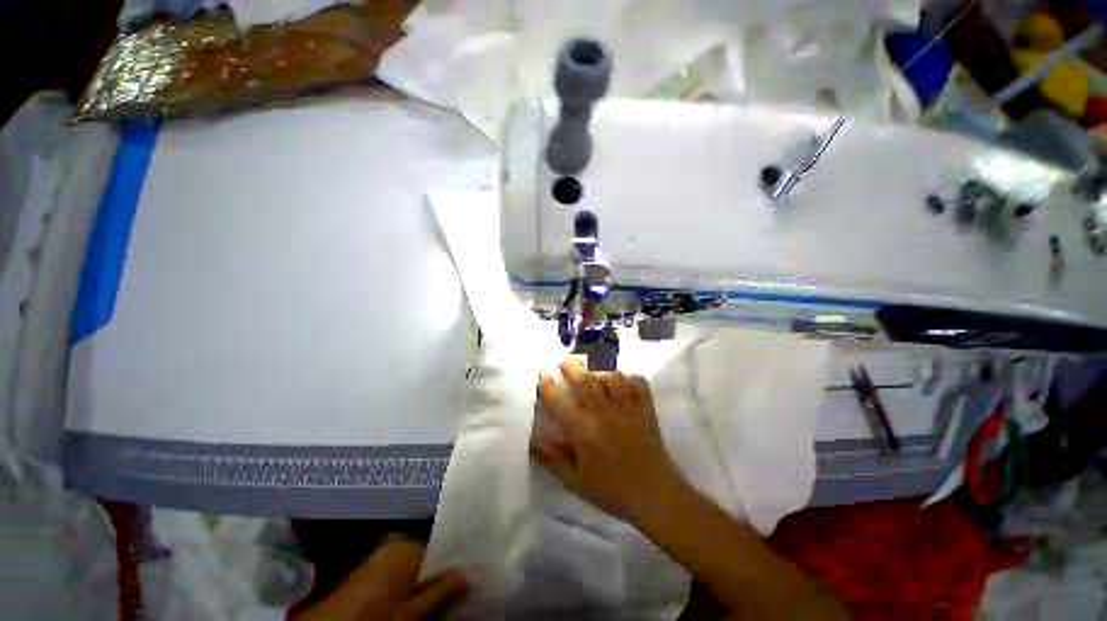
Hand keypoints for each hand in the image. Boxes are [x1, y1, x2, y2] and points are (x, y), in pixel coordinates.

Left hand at [297, 536, 468, 620]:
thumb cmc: (373, 619)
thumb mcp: (412, 612)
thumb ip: (443, 590)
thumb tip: (473, 572)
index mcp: (406, 544)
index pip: (444, 545)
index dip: (459, 561)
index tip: (474, 571)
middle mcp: (396, 543)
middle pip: (431, 555)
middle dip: (444, 572)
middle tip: (462, 586)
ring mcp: (383, 556)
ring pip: (418, 566)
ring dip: (430, 580)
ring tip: (445, 593)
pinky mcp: (374, 571)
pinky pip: (404, 572)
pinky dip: (414, 585)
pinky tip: (421, 597)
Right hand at [531, 358, 684, 518]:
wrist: (653, 495)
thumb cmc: (611, 490)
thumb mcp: (575, 481)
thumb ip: (553, 458)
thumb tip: (534, 438)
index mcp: (584, 431)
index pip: (560, 402)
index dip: (548, 385)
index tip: (544, 373)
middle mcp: (604, 414)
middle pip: (586, 381)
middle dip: (572, 366)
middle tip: (565, 362)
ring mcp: (627, 409)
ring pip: (613, 378)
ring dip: (601, 373)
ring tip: (594, 375)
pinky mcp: (646, 409)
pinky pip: (639, 384)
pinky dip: (629, 379)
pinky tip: (622, 383)